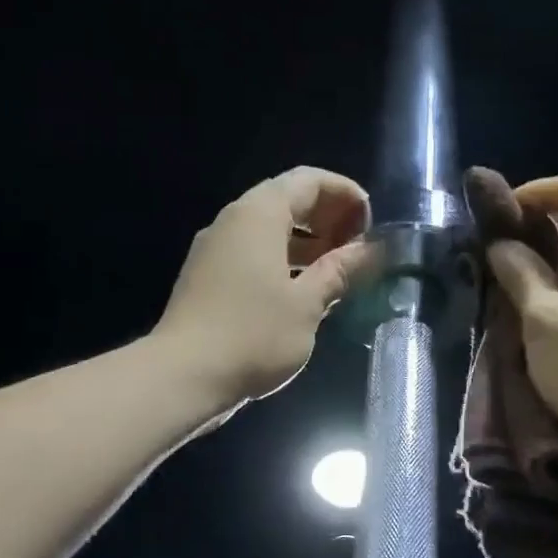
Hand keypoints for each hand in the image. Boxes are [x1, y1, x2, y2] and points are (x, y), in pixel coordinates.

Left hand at [153, 167, 374, 414]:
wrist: (183, 376)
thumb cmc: (253, 335)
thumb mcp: (307, 304)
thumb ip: (340, 271)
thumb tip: (373, 250)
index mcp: (258, 214)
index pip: (309, 181)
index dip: (346, 195)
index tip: (371, 226)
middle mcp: (233, 221)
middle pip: (287, 201)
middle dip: (328, 218)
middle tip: (358, 249)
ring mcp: (215, 250)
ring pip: (269, 230)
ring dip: (307, 243)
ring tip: (338, 271)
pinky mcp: (207, 278)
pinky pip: (253, 254)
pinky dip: (284, 262)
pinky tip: (303, 293)